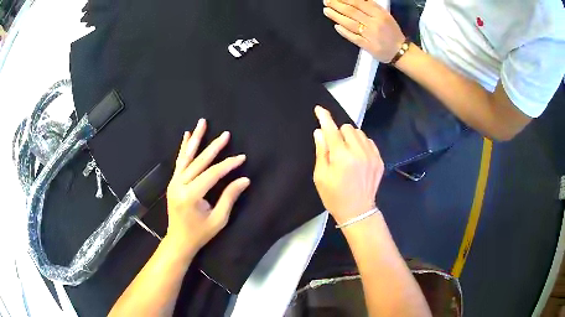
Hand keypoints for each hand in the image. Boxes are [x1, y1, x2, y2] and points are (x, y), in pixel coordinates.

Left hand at [165, 119, 249, 253]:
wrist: (178, 240)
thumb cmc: (199, 233)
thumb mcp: (218, 219)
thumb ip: (229, 197)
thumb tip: (245, 179)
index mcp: (191, 196)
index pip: (213, 174)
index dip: (228, 165)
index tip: (242, 158)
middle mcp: (180, 185)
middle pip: (199, 161)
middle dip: (214, 147)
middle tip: (226, 134)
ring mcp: (174, 182)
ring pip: (187, 157)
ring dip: (195, 139)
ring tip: (202, 123)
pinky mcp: (173, 182)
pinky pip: (179, 162)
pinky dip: (183, 148)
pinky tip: (187, 136)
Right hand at [312, 106, 383, 224]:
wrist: (358, 211)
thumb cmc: (334, 196)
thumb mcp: (321, 176)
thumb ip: (321, 151)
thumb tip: (320, 132)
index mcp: (342, 157)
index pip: (332, 129)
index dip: (324, 118)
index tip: (319, 109)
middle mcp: (359, 152)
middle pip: (347, 128)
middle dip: (338, 133)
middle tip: (335, 148)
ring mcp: (372, 155)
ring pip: (360, 133)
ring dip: (351, 138)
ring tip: (347, 152)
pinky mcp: (379, 160)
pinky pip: (369, 141)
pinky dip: (361, 144)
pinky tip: (358, 156)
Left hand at [323, 0, 404, 62]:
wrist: (400, 51)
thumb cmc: (392, 31)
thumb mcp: (385, 15)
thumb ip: (371, 6)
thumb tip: (357, 0)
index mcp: (379, 14)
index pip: (358, 3)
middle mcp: (374, 23)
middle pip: (352, 12)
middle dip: (337, 5)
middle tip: (326, 1)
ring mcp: (370, 35)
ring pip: (350, 23)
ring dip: (336, 16)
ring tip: (326, 11)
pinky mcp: (367, 46)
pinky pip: (354, 37)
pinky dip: (344, 32)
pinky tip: (336, 26)